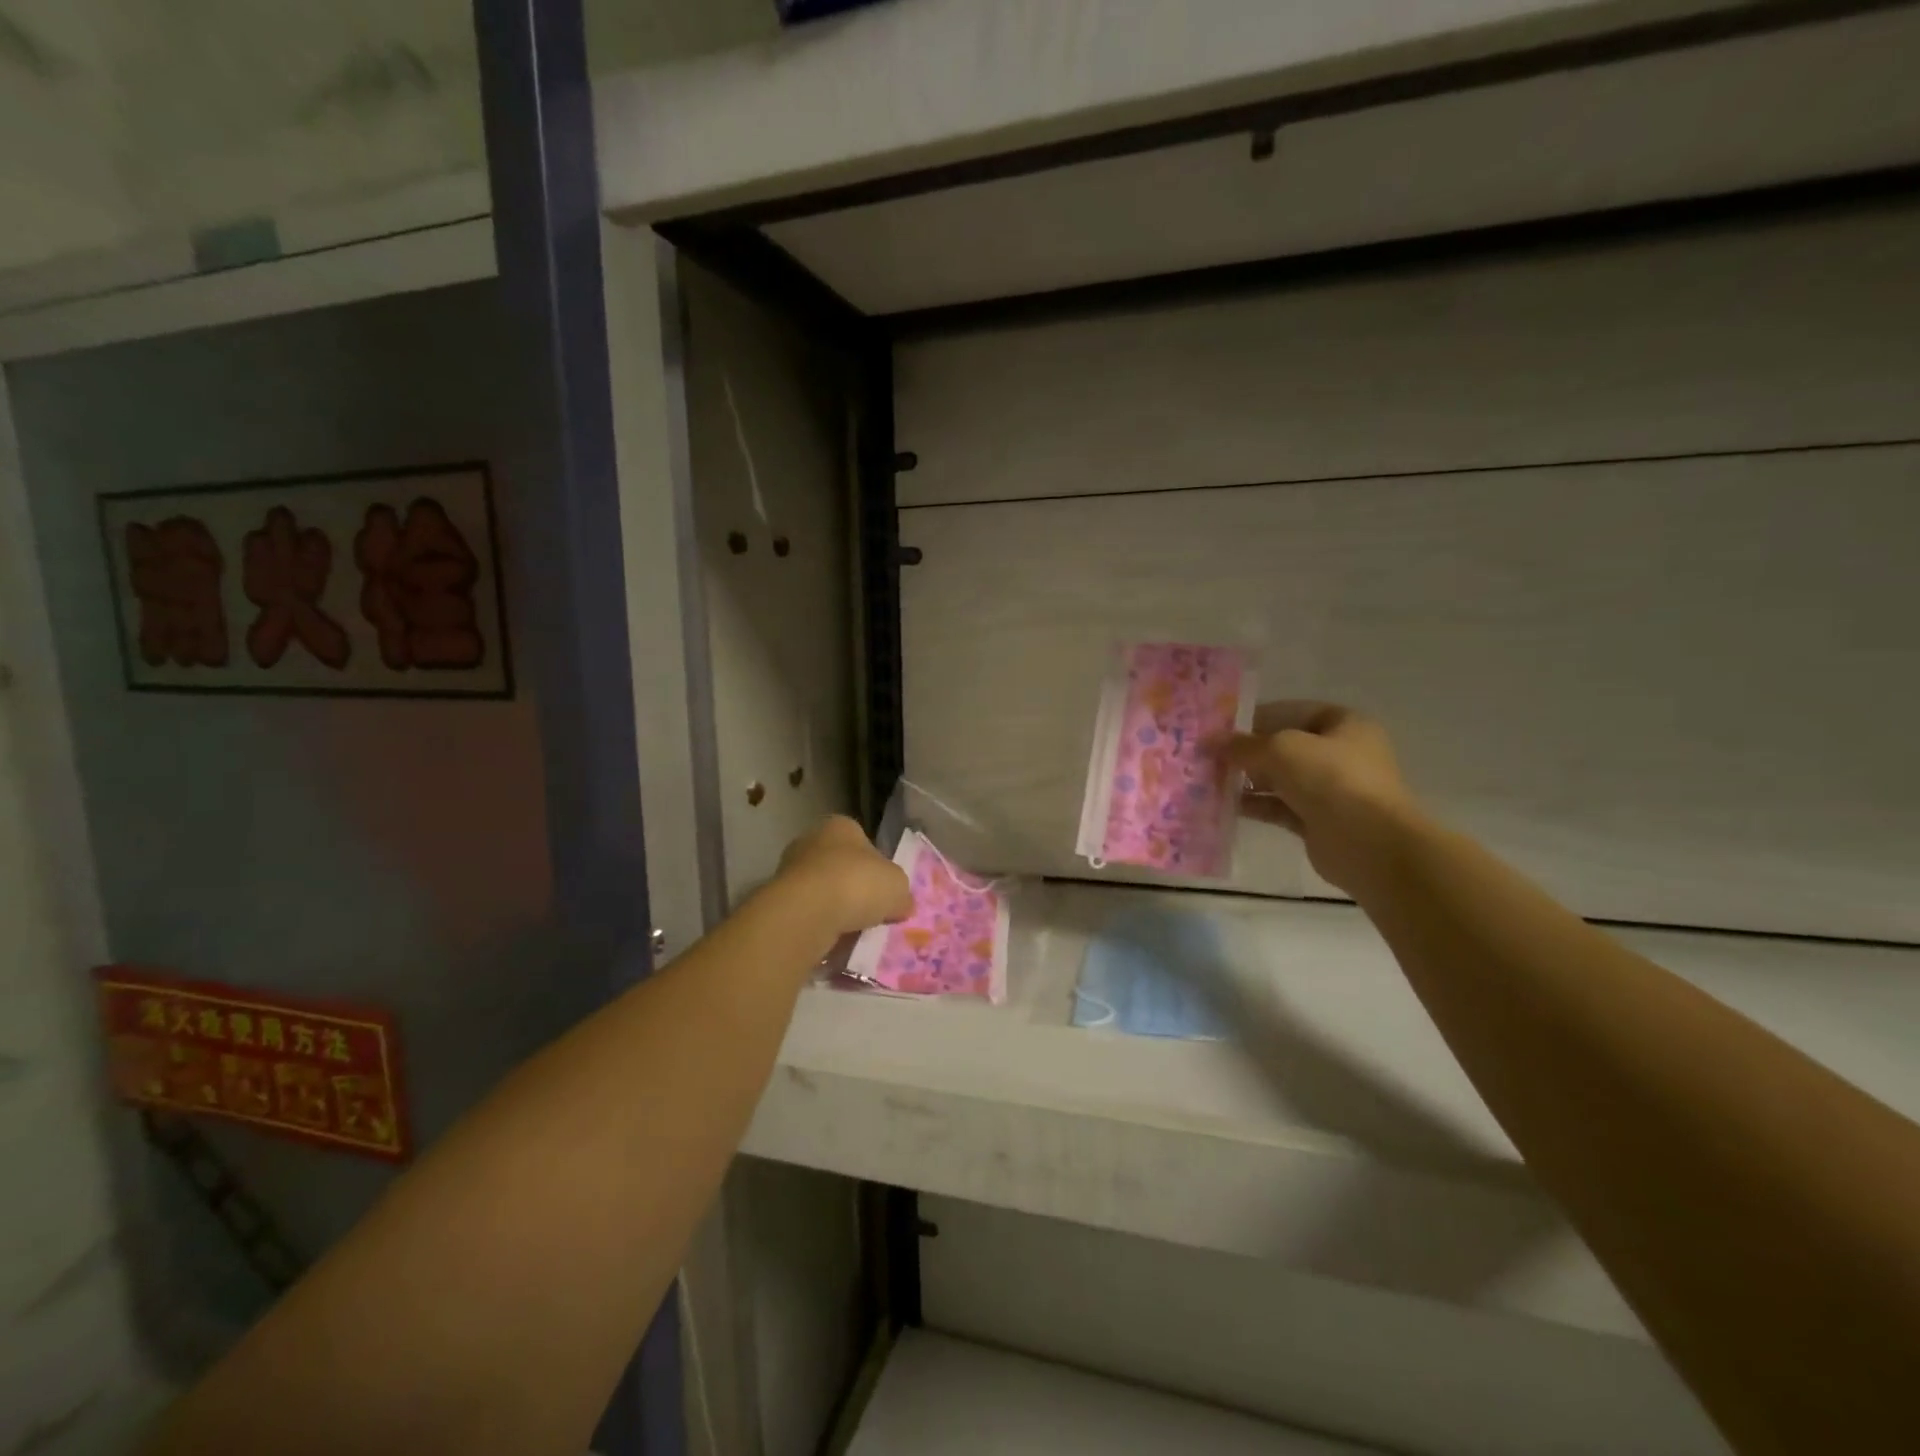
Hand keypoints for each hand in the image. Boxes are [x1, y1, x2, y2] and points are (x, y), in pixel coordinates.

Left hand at [775, 816, 914, 937]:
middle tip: (872, 913)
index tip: (886, 890)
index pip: (864, 841)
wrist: (806, 913)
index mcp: (841, 826)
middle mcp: (812, 840)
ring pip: (823, 891)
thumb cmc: (857, 884)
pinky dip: (820, 924)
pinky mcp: (778, 900)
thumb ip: (900, 892)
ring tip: (854, 932)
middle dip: (855, 888)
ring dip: (836, 908)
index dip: (878, 866)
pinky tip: (832, 940)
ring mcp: (790, 870)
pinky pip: (808, 912)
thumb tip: (901, 903)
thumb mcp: (898, 886)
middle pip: (841, 866)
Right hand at [1220, 702, 1418, 894]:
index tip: (1219, 727)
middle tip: (1207, 755)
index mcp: (1344, 724)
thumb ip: (1243, 744)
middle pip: (1283, 747)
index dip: (1255, 717)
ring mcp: (1330, 790)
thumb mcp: (1281, 749)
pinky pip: (1279, 807)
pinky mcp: (1318, 821)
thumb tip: (1209, 741)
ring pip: (1280, 779)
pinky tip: (1225, 805)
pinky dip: (1255, 805)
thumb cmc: (1331, 779)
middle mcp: (1340, 754)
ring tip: (1208, 779)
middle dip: (1246, 752)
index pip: (1291, 712)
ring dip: (1247, 780)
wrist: (1369, 844)